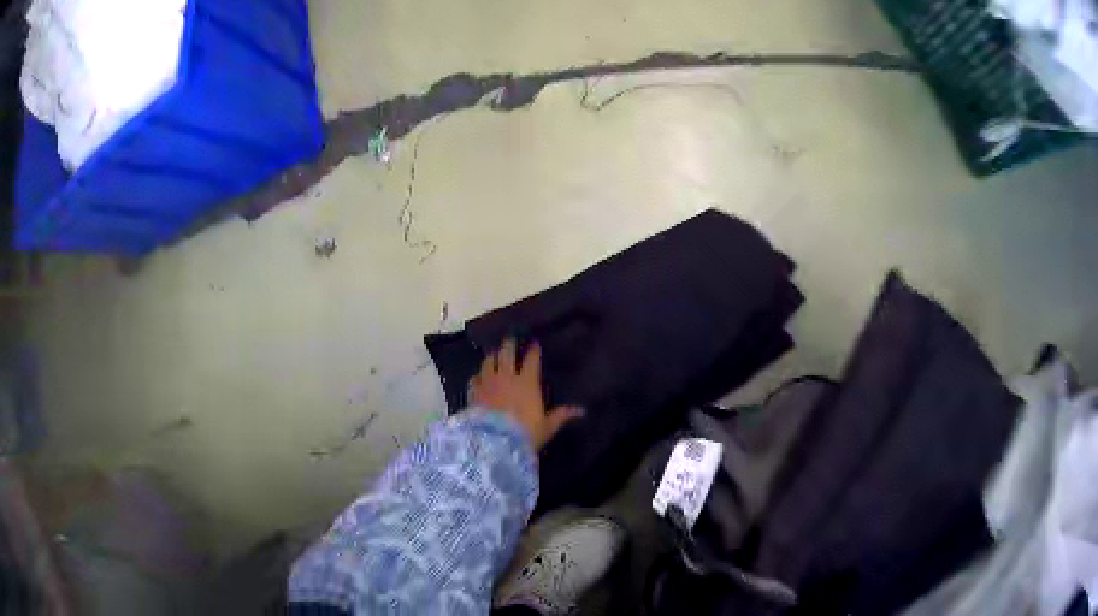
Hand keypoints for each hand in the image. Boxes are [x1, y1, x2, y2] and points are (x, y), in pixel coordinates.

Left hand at [470, 339, 582, 451]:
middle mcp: (507, 377)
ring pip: (488, 362)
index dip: (533, 351)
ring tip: (493, 354)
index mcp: (527, 383)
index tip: (535, 343)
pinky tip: (478, 377)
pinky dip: (478, 376)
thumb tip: (582, 410)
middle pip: (506, 353)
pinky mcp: (474, 393)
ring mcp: (488, 383)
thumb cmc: (525, 434)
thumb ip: (562, 415)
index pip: (532, 360)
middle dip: (509, 344)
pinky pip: (474, 378)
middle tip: (510, 338)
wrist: (494, 443)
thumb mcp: (547, 427)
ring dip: (492, 356)